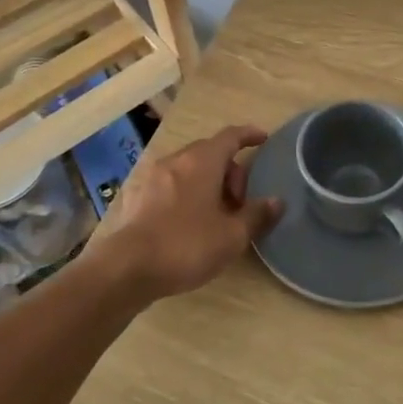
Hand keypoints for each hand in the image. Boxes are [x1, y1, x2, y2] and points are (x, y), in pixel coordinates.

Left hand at [83, 125, 283, 301]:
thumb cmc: (186, 246)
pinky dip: (183, 193)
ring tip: (213, 214)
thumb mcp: (231, 236)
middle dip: (229, 170)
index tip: (263, 139)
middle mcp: (175, 160)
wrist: (126, 268)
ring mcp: (150, 176)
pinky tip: (185, 221)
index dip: (249, 135)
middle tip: (239, 202)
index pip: (230, 136)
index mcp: (202, 161)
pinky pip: (167, 185)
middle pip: (209, 152)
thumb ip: (256, 215)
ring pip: (186, 169)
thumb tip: (276, 201)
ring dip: (205, 183)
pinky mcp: (134, 196)